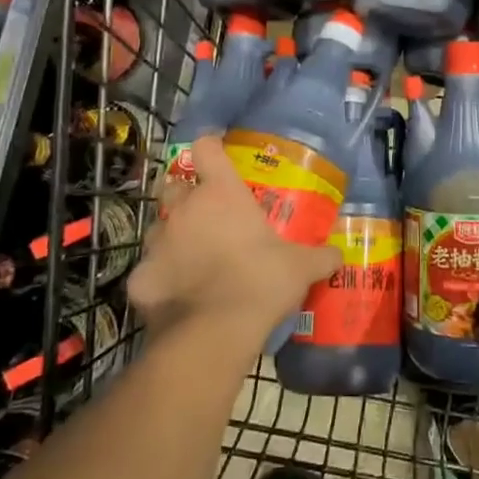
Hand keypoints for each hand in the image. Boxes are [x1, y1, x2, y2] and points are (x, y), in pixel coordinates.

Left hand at [129, 136, 341, 350]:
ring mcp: (157, 242)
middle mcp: (184, 209)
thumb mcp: (301, 268)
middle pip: (172, 185)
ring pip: (158, 227)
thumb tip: (338, 255)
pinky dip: (159, 279)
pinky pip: (148, 271)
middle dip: (184, 193)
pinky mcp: (140, 278)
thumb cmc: (261, 282)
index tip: (216, 151)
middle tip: (204, 212)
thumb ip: (321, 256)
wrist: (214, 332)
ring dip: (172, 235)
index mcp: (221, 194)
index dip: (209, 146)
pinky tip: (176, 294)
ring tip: (190, 255)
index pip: (205, 149)